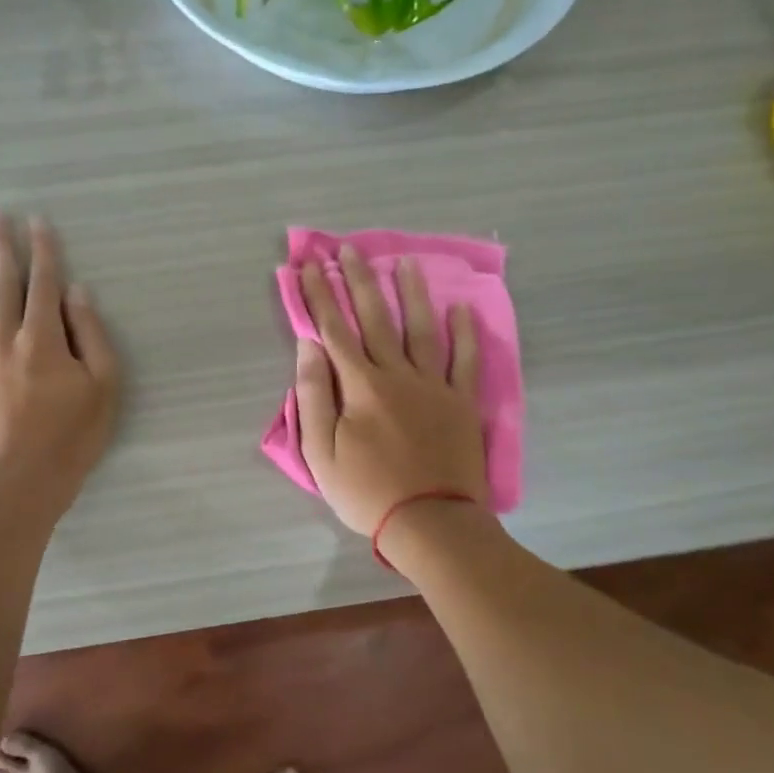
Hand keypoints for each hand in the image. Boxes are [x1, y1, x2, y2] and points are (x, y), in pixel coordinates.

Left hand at [0, 212, 118, 514]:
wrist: (21, 486)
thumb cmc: (72, 438)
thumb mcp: (104, 386)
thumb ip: (92, 335)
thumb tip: (76, 292)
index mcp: (43, 339)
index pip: (44, 283)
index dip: (42, 250)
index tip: (37, 221)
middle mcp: (5, 339)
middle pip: (3, 284)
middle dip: (0, 246)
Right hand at [294, 244, 487, 538]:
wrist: (431, 523)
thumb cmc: (367, 491)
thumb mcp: (322, 452)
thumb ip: (314, 395)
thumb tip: (308, 346)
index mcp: (361, 385)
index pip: (333, 330)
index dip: (319, 297)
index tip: (309, 267)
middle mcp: (397, 374)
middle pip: (375, 318)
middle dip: (359, 281)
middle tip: (349, 249)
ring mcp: (434, 385)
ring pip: (421, 329)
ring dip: (411, 294)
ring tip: (404, 262)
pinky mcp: (461, 402)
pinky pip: (465, 360)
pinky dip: (465, 333)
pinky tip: (461, 309)